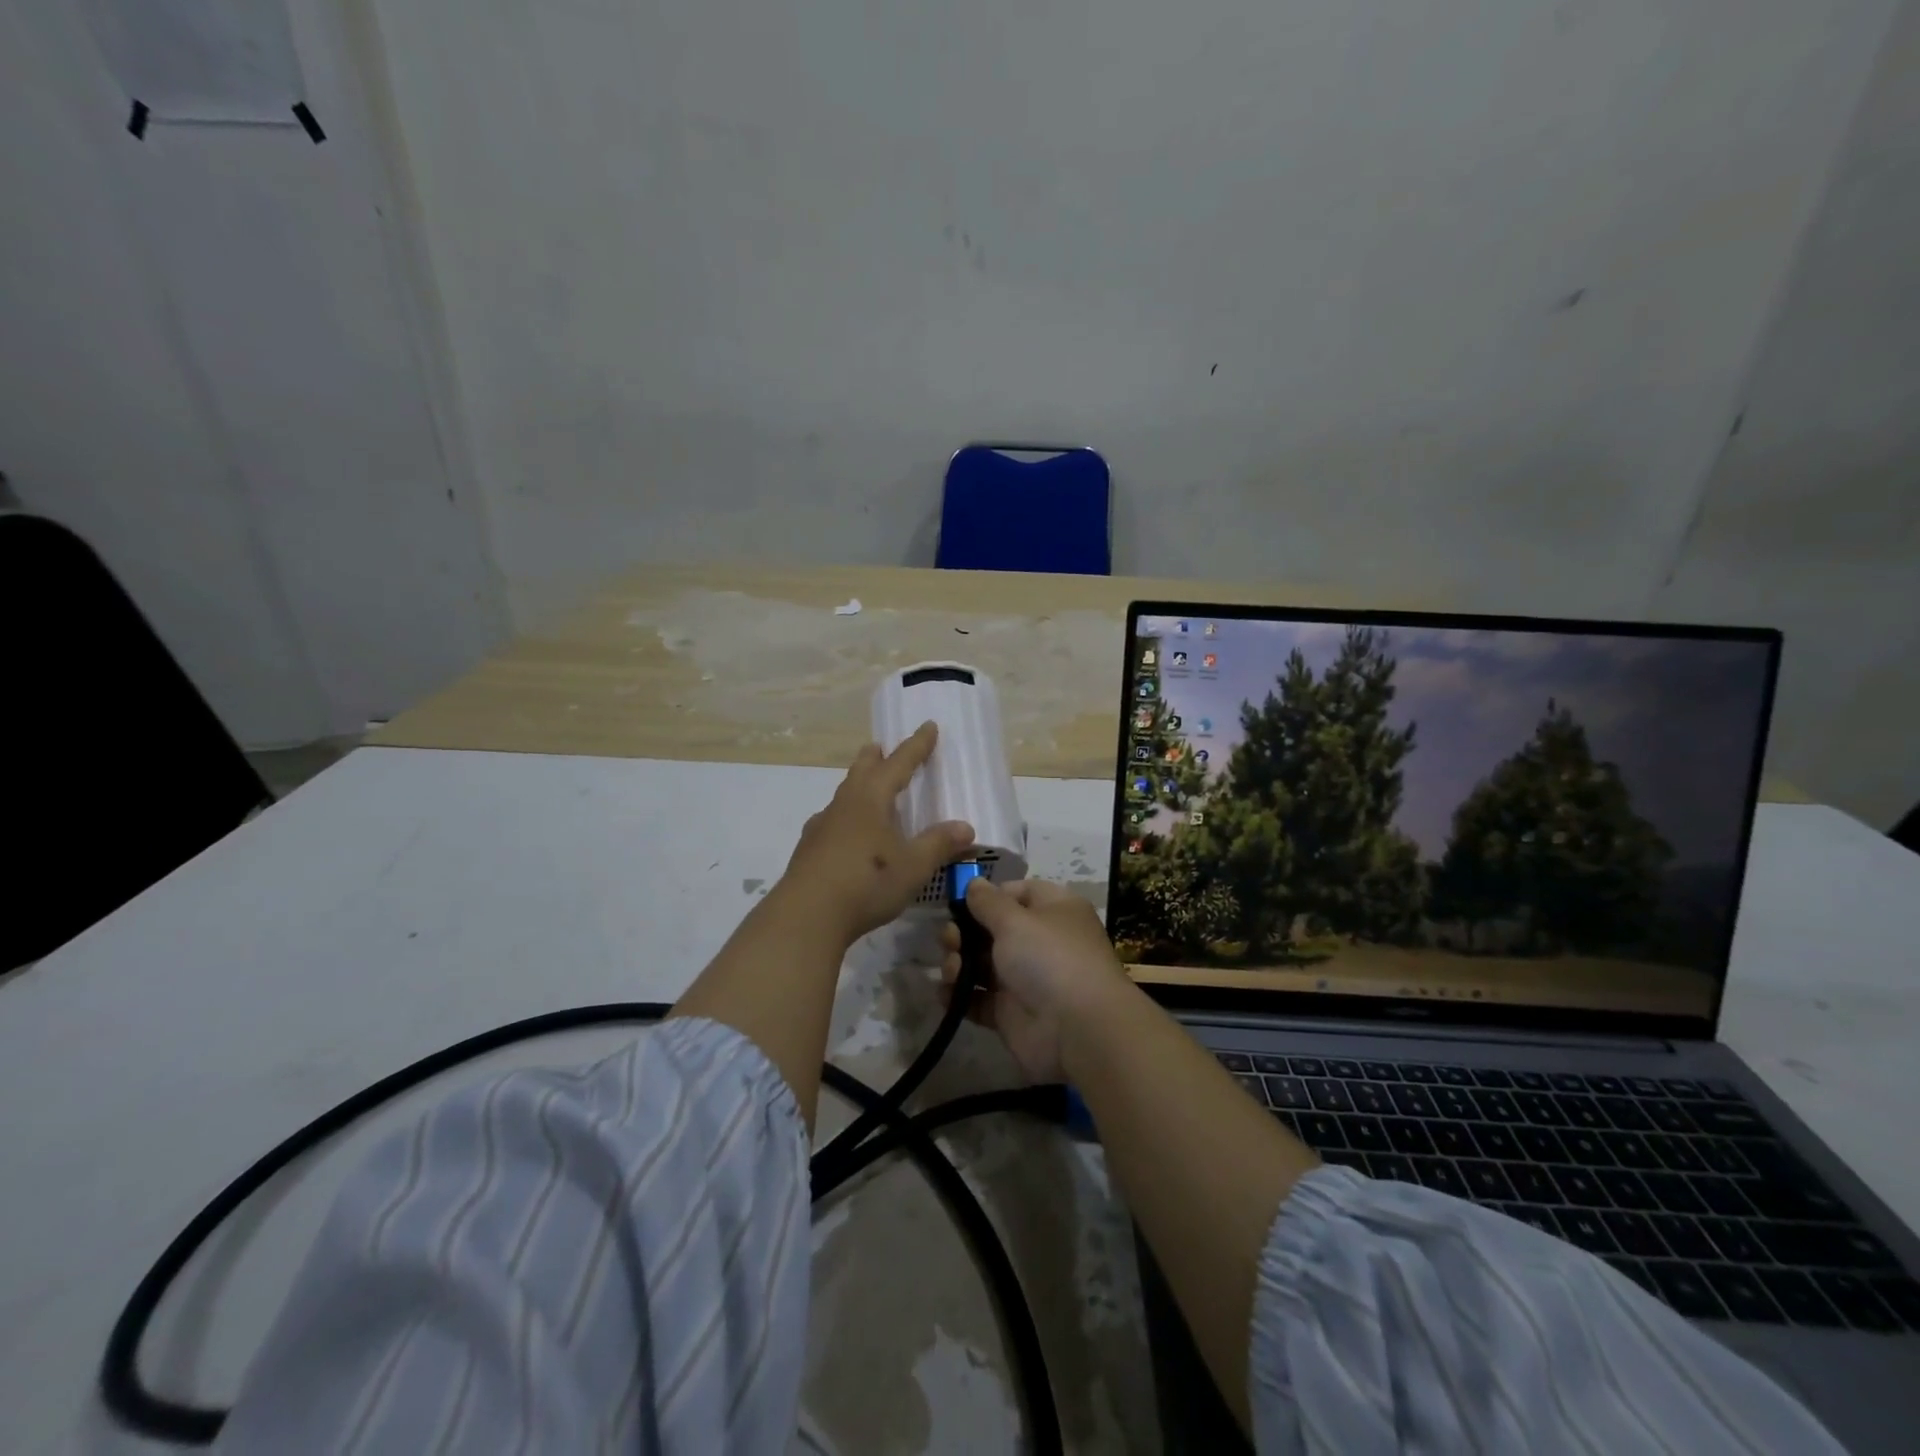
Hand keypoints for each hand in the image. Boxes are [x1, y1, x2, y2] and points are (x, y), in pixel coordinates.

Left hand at [781, 722, 974, 942]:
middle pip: (861, 771)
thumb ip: (939, 844)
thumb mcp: (913, 866)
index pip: (898, 763)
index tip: (928, 726)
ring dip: (857, 786)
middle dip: (875, 758)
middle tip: (880, 747)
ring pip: (843, 796)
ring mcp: (821, 827)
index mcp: (871, 799)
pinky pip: (831, 822)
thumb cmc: (867, 882)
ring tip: (865, 789)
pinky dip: (844, 818)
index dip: (916, 746)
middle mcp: (844, 805)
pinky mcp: (809, 851)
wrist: (806, 916)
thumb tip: (966, 827)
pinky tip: (844, 834)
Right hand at [939, 877, 1130, 1082]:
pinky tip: (944, 993)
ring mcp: (1025, 979)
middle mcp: (1040, 941)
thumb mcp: (1015, 920)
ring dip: (958, 962)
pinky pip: (978, 998)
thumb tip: (974, 882)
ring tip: (950, 969)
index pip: (1017, 892)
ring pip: (982, 963)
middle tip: (948, 939)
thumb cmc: (1049, 959)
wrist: (1078, 1031)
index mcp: (1053, 910)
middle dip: (964, 932)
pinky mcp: (1010, 1012)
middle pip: (993, 929)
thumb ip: (988, 902)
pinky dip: (959, 995)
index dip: (988, 896)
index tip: (959, 902)